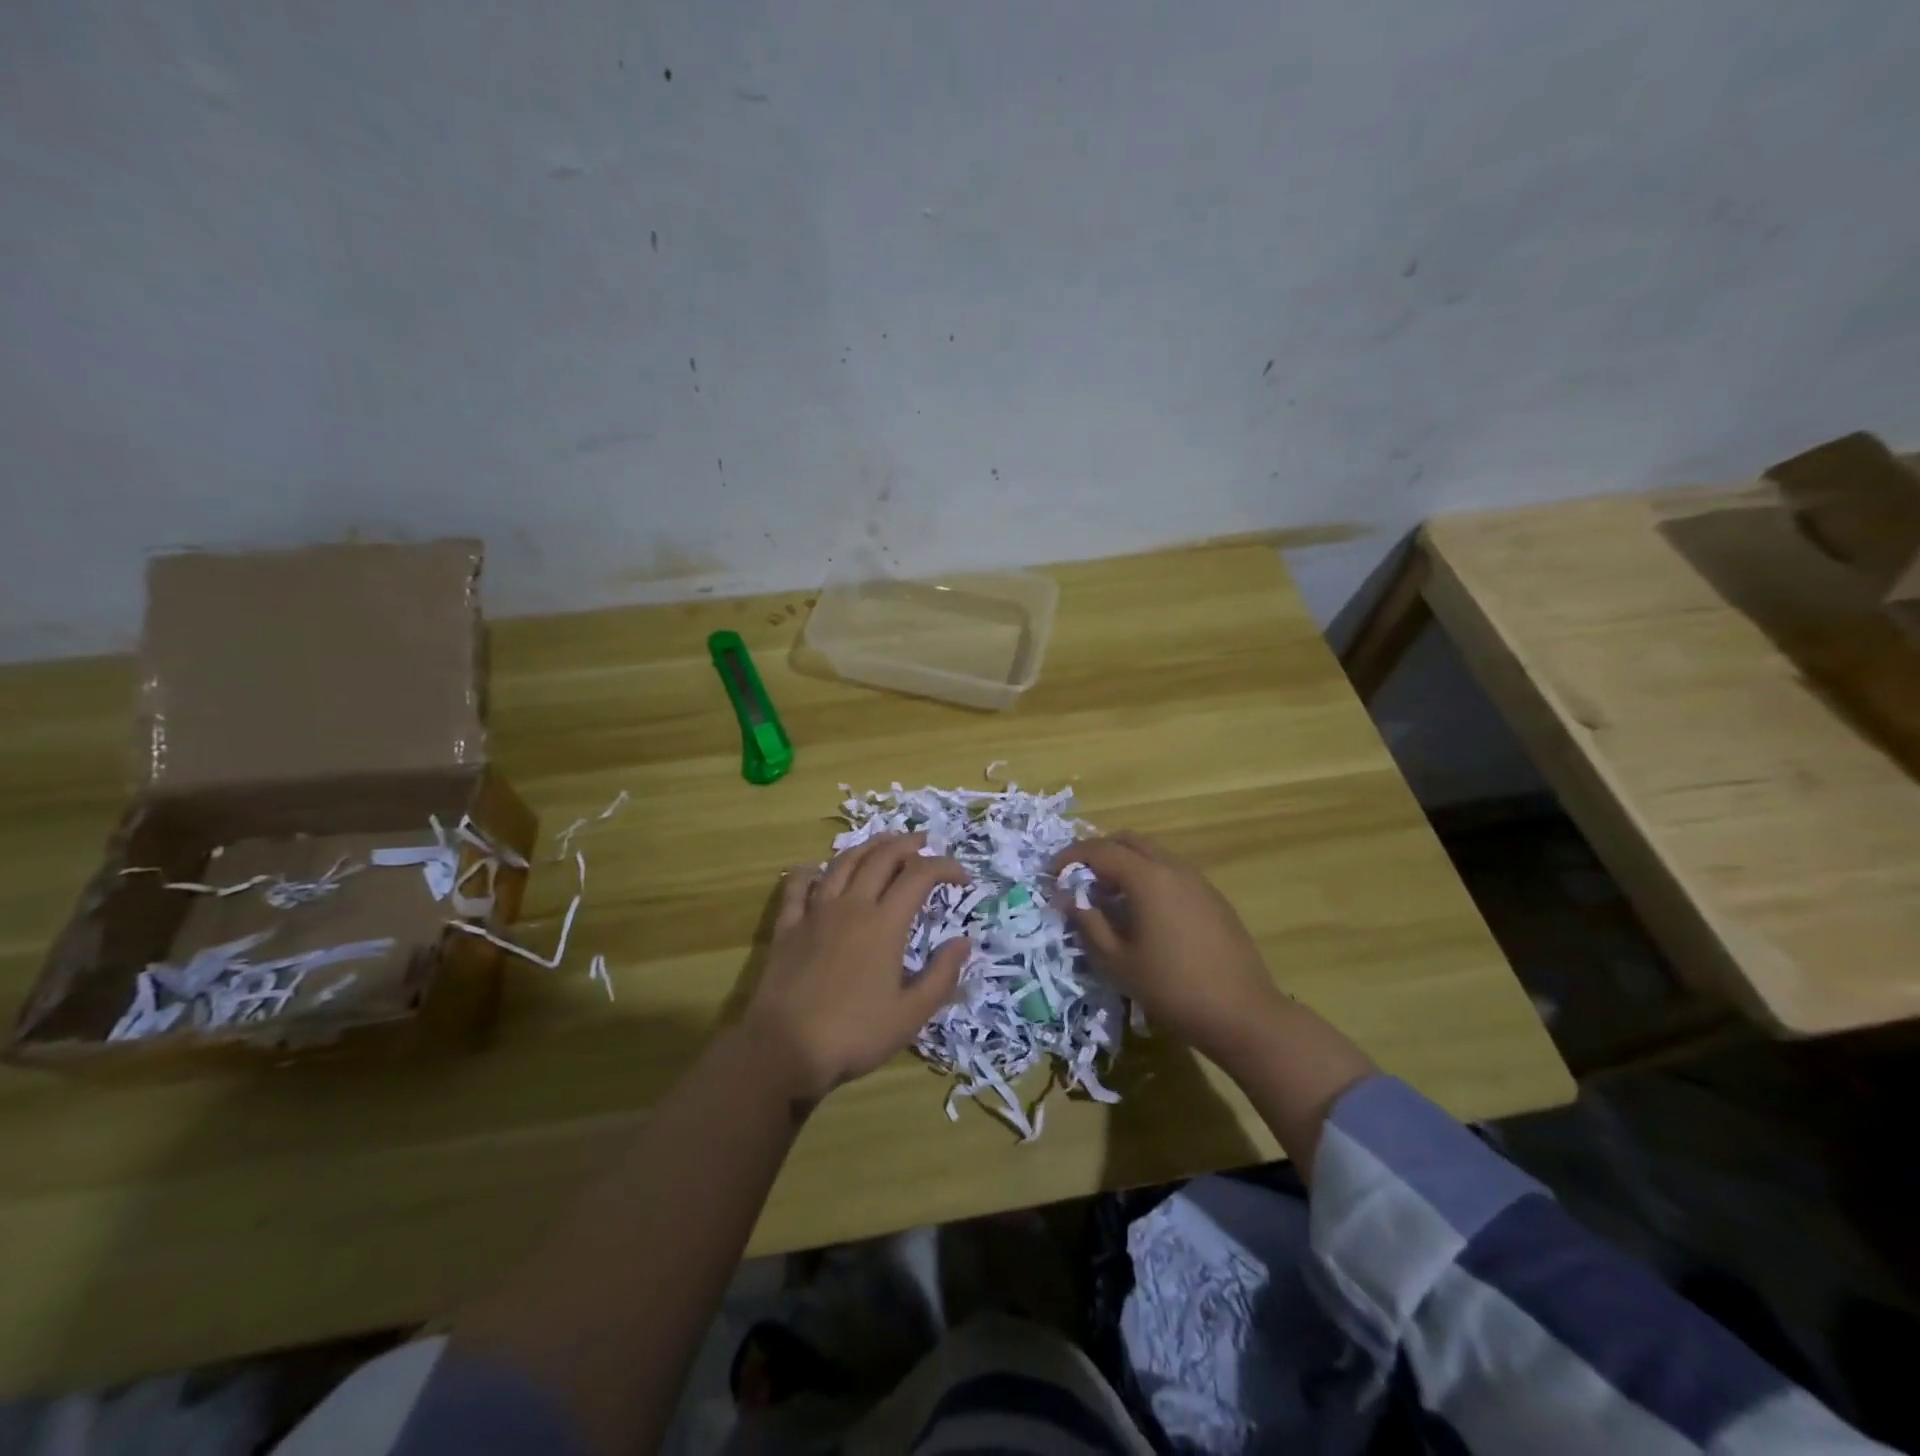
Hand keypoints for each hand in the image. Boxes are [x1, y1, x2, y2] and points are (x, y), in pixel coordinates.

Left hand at [745, 833, 970, 1106]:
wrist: (784, 1048)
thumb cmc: (854, 1034)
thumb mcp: (910, 1014)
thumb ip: (942, 975)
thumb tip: (964, 942)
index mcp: (885, 924)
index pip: (920, 875)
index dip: (945, 867)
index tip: (963, 878)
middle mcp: (852, 906)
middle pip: (882, 858)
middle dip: (908, 844)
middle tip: (925, 842)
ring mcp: (815, 912)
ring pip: (843, 863)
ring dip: (867, 847)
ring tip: (883, 842)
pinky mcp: (788, 927)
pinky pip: (798, 887)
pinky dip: (810, 871)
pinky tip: (816, 869)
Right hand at [1050, 832, 1285, 1066]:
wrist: (1242, 1013)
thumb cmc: (1171, 988)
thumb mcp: (1118, 961)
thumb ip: (1088, 923)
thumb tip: (1068, 898)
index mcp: (1147, 878)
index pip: (1099, 850)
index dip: (1069, 857)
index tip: (1050, 874)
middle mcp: (1173, 868)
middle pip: (1128, 841)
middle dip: (1097, 852)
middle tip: (1077, 879)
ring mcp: (1198, 881)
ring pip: (1152, 854)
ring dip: (1124, 865)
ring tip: (1107, 897)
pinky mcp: (1213, 898)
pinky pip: (1171, 873)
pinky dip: (1148, 878)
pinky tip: (1142, 912)